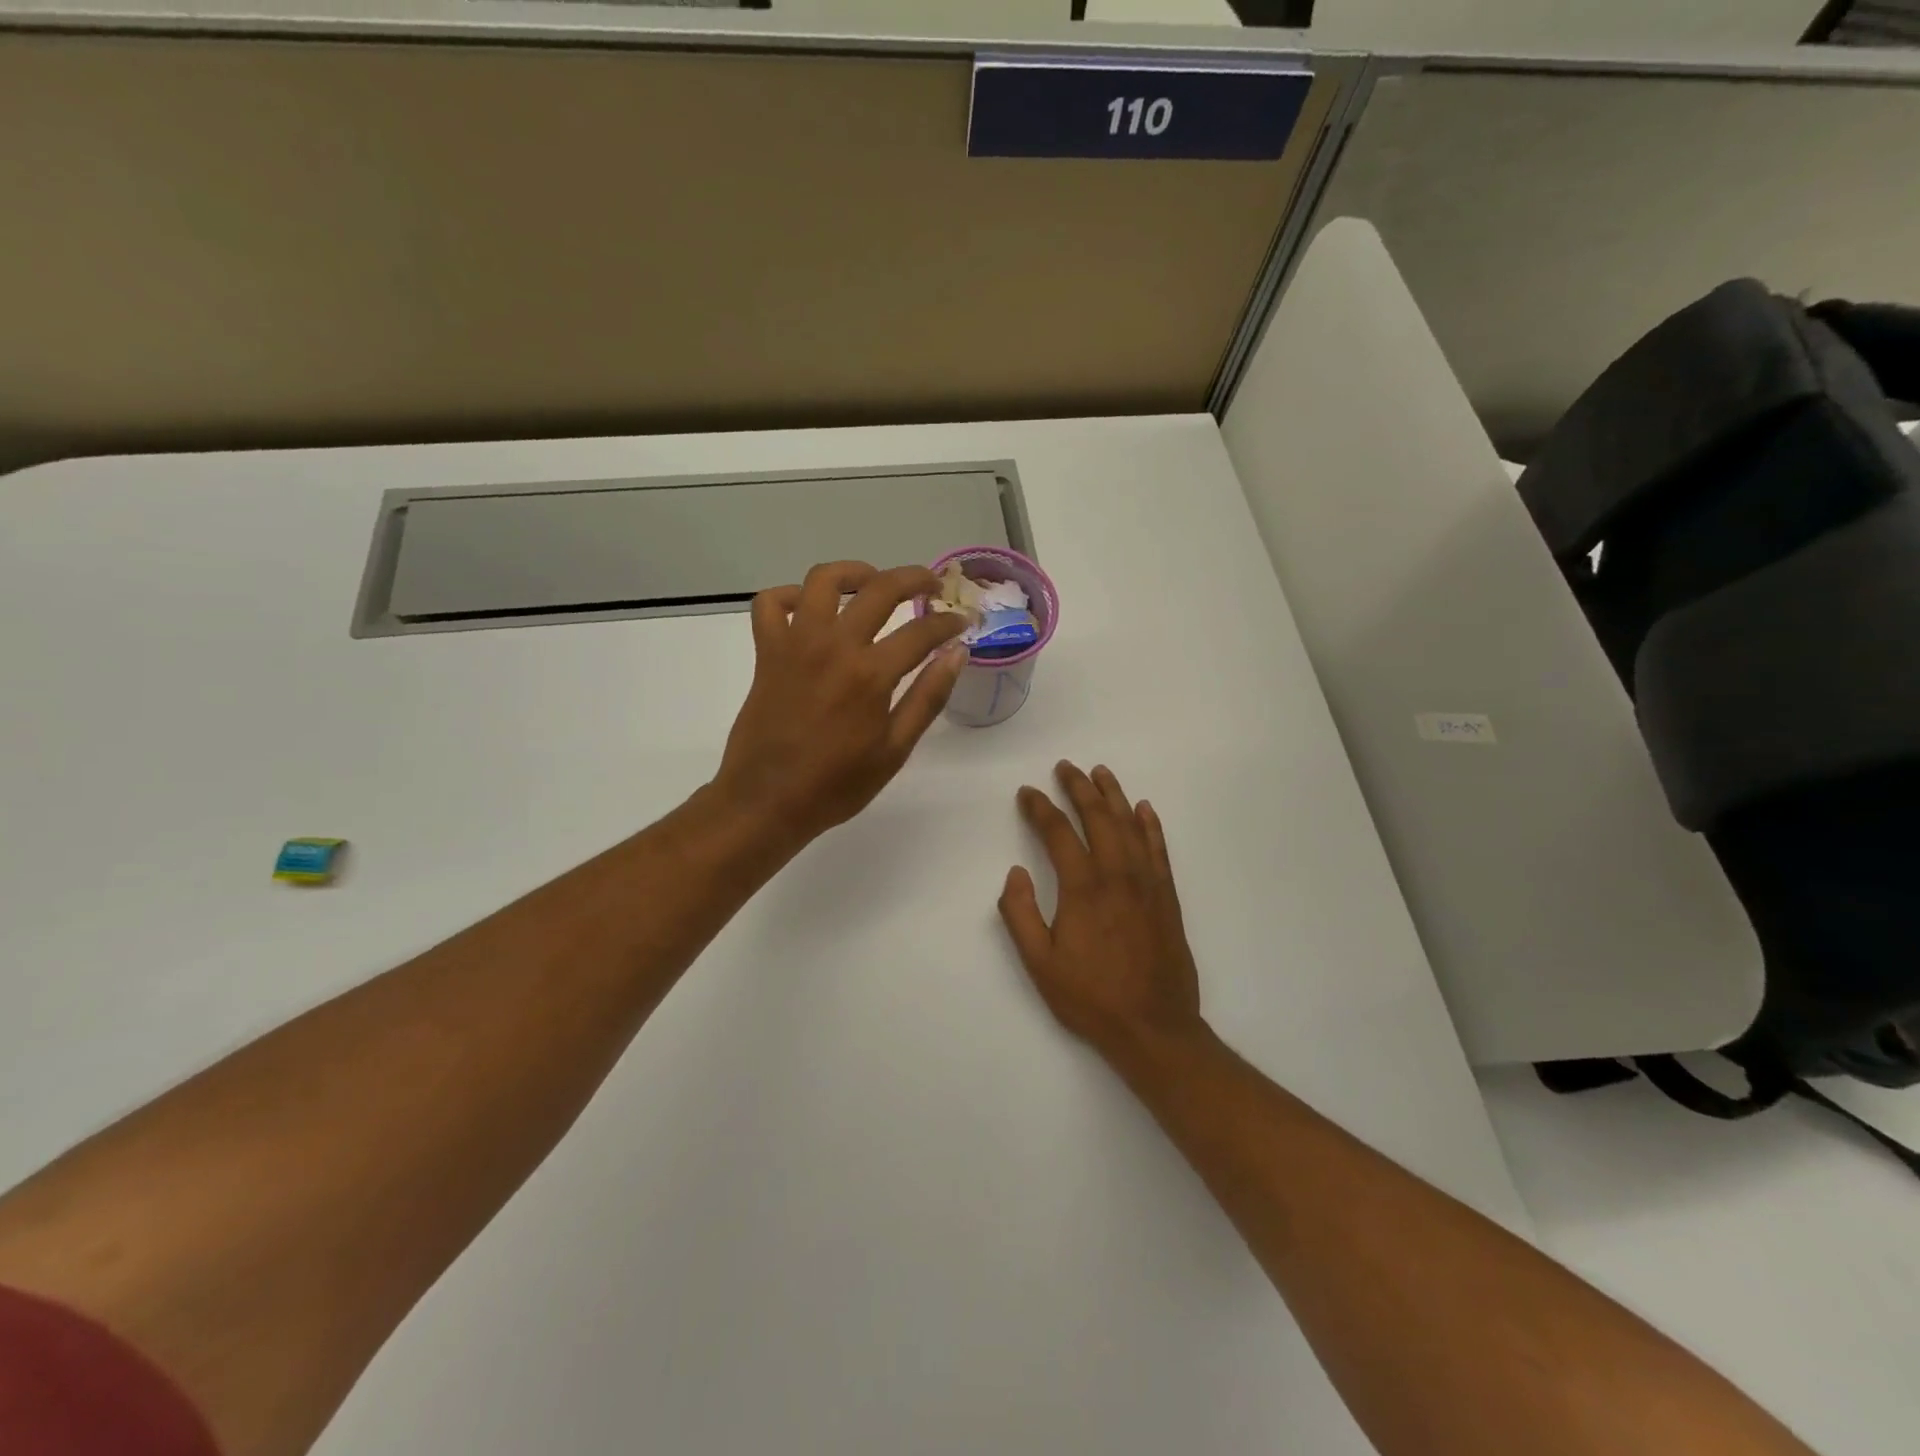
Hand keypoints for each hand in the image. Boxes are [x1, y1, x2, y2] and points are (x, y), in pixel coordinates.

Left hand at [713, 561, 969, 847]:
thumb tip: (957, 653)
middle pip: (880, 588)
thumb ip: (928, 697)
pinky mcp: (767, 651)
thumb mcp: (895, 749)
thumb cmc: (837, 784)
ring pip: (822, 580)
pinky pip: (770, 604)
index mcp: (871, 674)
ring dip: (853, 572)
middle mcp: (834, 646)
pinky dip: (789, 596)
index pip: (922, 631)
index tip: (963, 622)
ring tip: (872, 583)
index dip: (950, 623)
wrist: (767, 801)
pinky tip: (809, 609)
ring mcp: (796, 644)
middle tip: (932, 585)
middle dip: (914, 578)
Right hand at [999, 762, 1207, 1068]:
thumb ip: (1020, 914)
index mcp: (1082, 888)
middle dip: (1079, 788)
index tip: (1027, 793)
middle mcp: (1116, 875)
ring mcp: (1146, 883)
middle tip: (1065, 767)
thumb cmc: (1090, 997)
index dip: (1039, 808)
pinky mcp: (1167, 896)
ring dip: (1113, 795)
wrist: (1154, 1027)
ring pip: (1129, 825)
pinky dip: (1150, 825)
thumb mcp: (1039, 964)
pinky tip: (1143, 808)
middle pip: (1097, 817)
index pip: (1057, 832)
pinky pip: (1158, 849)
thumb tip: (1015, 872)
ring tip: (1101, 772)